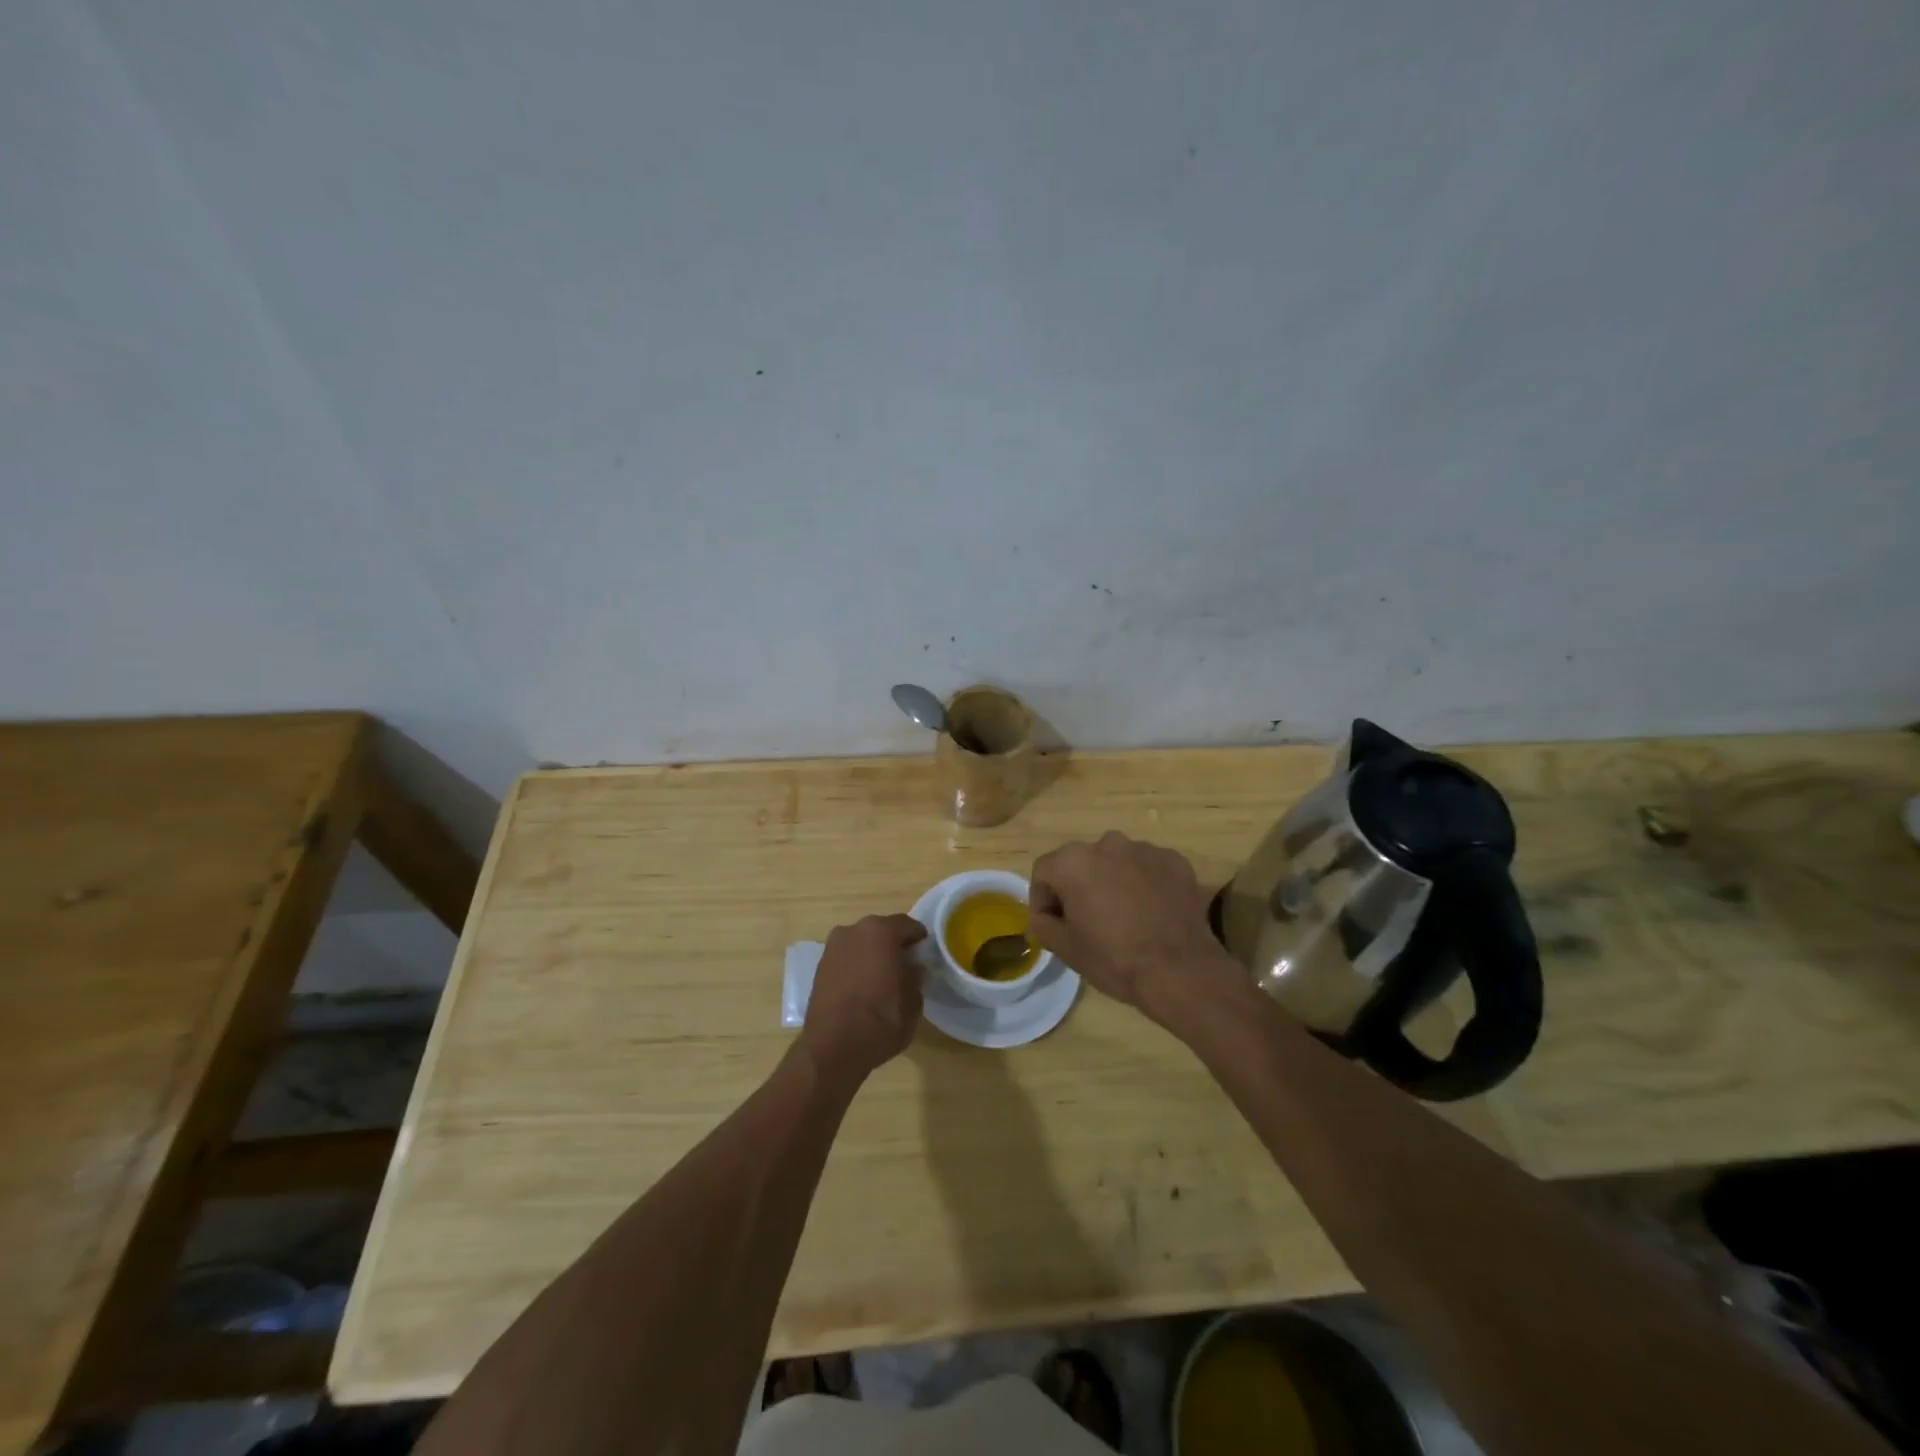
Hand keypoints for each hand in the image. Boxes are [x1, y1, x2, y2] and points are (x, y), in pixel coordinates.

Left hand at [799, 913, 927, 1081]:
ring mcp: (833, 947)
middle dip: (894, 944)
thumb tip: (913, 967)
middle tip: (906, 966)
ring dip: (873, 953)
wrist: (831, 1049)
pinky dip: (857, 964)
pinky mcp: (820, 966)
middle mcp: (854, 930)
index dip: (919, 939)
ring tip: (884, 978)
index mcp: (880, 932)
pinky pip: (847, 956)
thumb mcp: (913, 1003)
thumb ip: (916, 977)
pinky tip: (864, 986)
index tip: (925, 954)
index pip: (907, 925)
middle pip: (882, 930)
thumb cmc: (880, 1022)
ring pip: (862, 942)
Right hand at [1029, 832, 1244, 1024]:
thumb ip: (1043, 925)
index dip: (1043, 900)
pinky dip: (1145, 884)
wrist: (1181, 971)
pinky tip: (1152, 913)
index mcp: (1074, 862)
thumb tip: (1042, 916)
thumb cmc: (1114, 959)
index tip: (1053, 925)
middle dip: (1079, 887)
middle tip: (1087, 922)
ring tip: (1124, 917)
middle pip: (1081, 863)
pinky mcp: (1175, 860)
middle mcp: (1107, 844)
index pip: (1044, 872)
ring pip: (1116, 863)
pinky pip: (1148, 868)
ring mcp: (1145, 849)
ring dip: (1113, 882)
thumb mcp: (1066, 949)